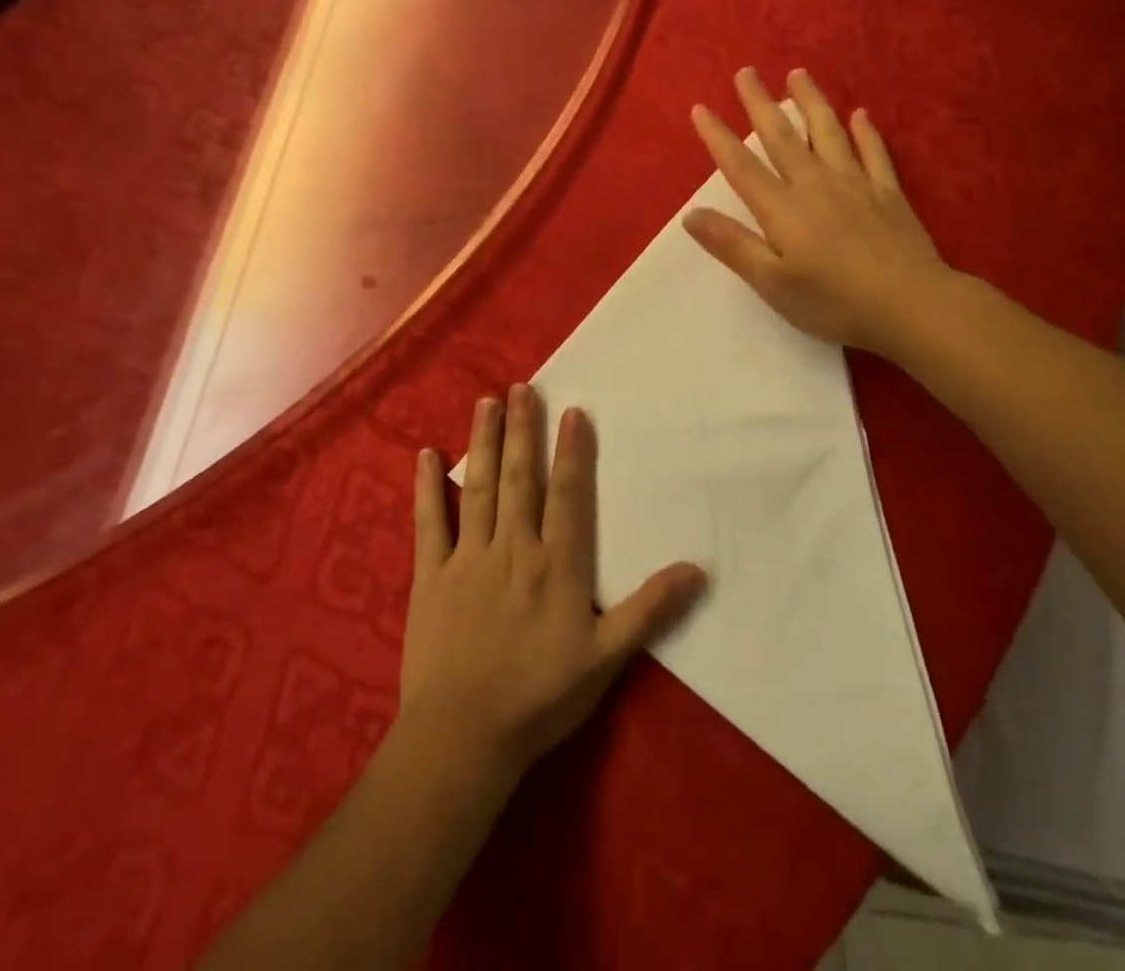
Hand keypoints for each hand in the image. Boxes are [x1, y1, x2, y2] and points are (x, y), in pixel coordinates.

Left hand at [399, 386, 706, 781]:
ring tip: (487, 403)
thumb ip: (650, 609)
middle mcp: (513, 547)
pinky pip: (429, 522)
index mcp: (555, 563)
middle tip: (522, 387)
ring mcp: (468, 557)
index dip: (572, 452)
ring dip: (483, 442)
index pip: (568, 495)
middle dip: (523, 430)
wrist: (464, 737)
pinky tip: (425, 455)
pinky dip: (428, 487)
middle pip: (520, 478)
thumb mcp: (607, 657)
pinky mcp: (431, 575)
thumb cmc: (540, 696)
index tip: (572, 412)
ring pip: (479, 487)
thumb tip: (700, 569)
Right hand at [684, 68, 949, 355]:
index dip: (718, 137)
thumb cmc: (834, 301)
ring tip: (798, 75)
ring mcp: (856, 184)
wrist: (910, 304)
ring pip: (828, 132)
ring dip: (811, 102)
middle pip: (783, 136)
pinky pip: (874, 152)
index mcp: (783, 208)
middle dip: (761, 103)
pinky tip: (861, 115)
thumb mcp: (772, 283)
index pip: (741, 165)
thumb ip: (733, 245)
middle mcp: (816, 184)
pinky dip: (866, 132)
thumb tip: (690, 215)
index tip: (701, 108)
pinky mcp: (889, 193)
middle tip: (747, 72)